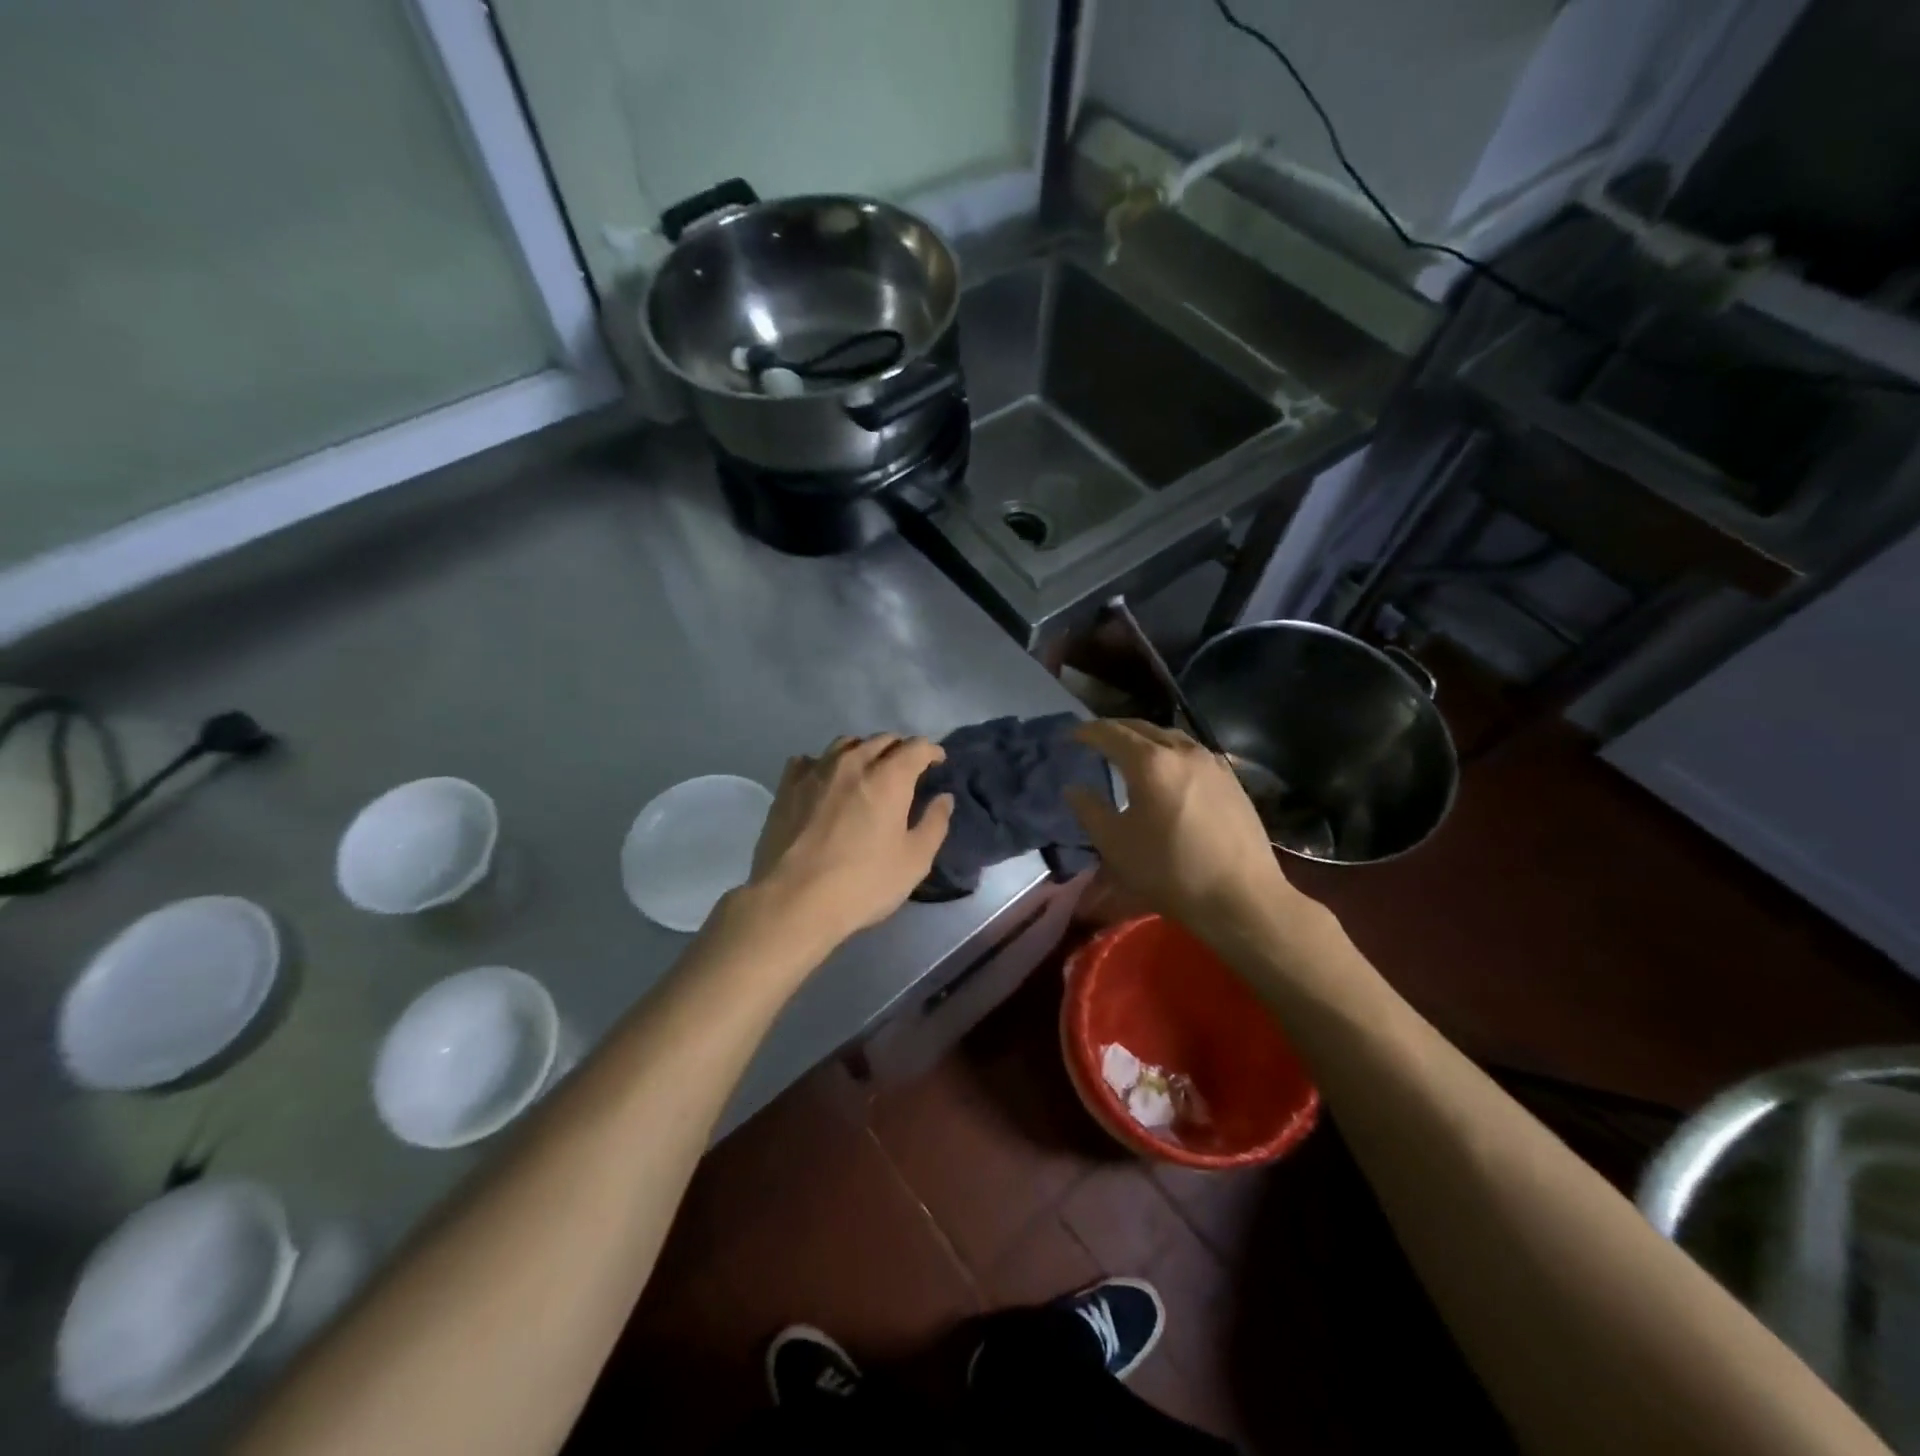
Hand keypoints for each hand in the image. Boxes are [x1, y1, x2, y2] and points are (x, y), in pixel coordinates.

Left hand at [744, 734, 953, 952]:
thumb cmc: (863, 883)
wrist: (794, 901)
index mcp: (889, 778)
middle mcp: (853, 763)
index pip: (916, 747)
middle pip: (881, 740)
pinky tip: (825, 780)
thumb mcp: (914, 861)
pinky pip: (809, 760)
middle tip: (906, 768)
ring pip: (845, 744)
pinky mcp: (787, 786)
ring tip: (866, 769)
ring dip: (863, 750)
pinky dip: (824, 763)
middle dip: (899, 749)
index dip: (931, 751)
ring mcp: (815, 771)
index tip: (937, 762)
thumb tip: (943, 798)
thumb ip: (934, 824)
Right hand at [1065, 720, 1321, 940]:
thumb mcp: (1115, 845)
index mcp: (1150, 762)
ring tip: (1130, 753)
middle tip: (1096, 740)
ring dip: (1145, 738)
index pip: (1111, 733)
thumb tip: (1074, 789)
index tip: (1071, 736)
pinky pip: (1192, 752)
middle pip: (1142, 727)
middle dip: (1115, 730)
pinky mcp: (1231, 779)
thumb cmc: (1170, 870)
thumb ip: (1090, 810)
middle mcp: (1182, 750)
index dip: (1087, 731)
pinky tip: (1168, 772)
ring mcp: (1212, 762)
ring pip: (1170, 737)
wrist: (1241, 897)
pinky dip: (1170, 752)